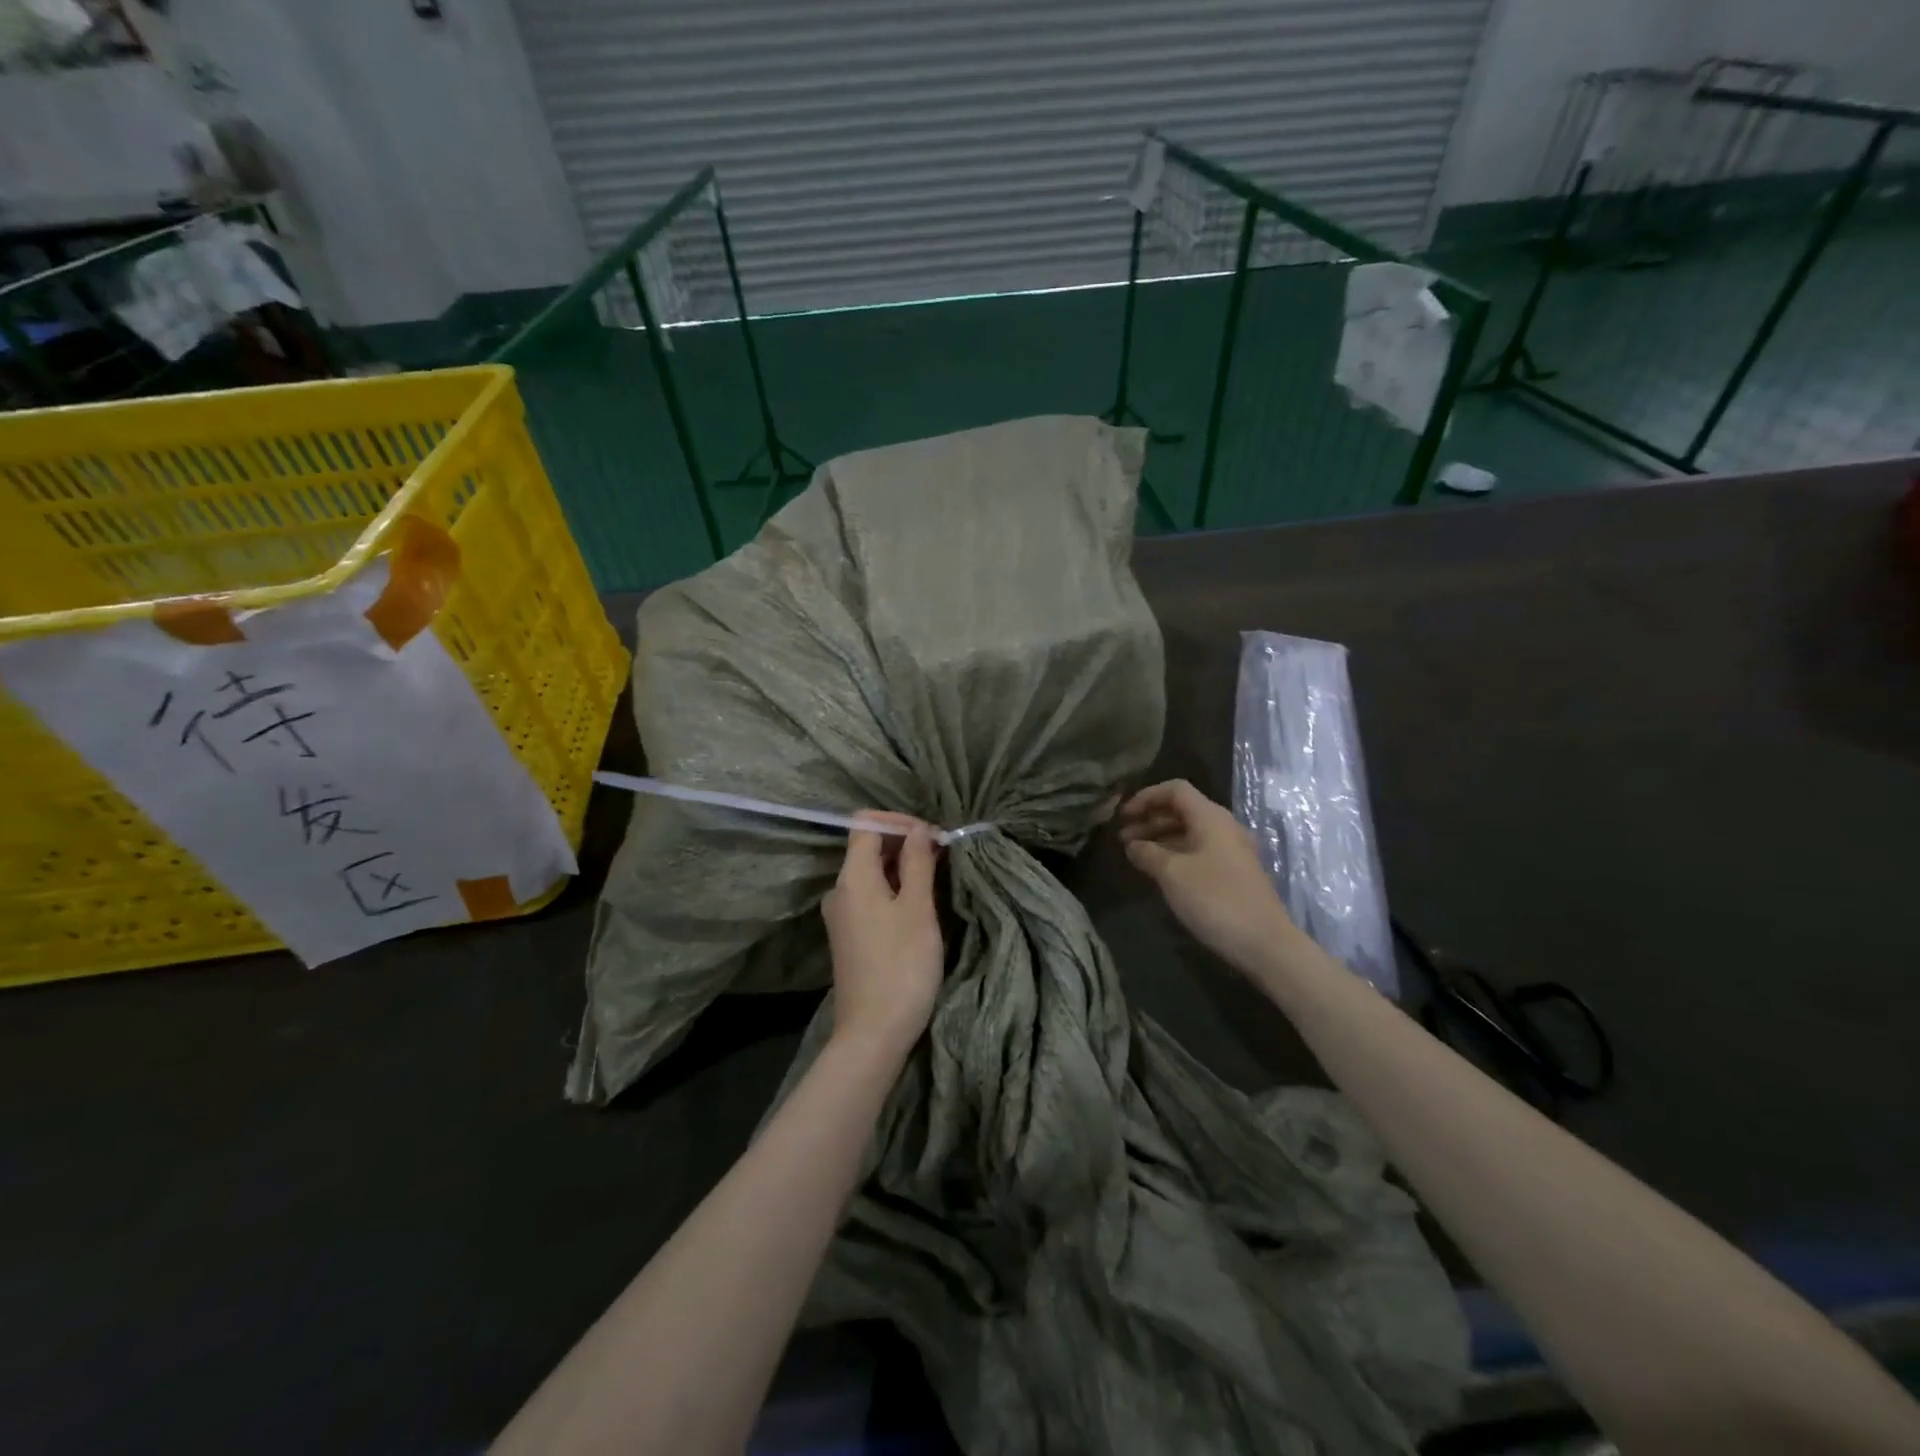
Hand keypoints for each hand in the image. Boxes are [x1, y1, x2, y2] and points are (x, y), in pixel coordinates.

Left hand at [822, 813, 943, 1058]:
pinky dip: (895, 888)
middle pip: (867, 846)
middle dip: (905, 841)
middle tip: (943, 853)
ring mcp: (843, 915)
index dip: (900, 821)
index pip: (865, 824)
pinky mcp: (850, 935)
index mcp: (852, 877)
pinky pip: (871, 896)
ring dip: (902, 866)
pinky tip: (920, 901)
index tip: (933, 836)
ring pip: (871, 873)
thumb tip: (918, 830)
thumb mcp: (918, 909)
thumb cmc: (901, 966)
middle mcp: (840, 890)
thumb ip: (918, 863)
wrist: (873, 1033)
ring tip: (937, 874)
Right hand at [1119, 780, 1296, 971]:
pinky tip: (1159, 871)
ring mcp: (1232, 851)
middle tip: (1123, 838)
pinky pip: (1199, 851)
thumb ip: (1147, 853)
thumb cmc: (1215, 899)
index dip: (1146, 797)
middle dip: (1150, 819)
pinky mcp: (1234, 873)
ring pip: (1190, 832)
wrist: (1264, 943)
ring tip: (1135, 855)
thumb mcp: (1172, 874)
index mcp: (1211, 817)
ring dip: (1161, 838)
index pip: (1175, 790)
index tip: (1123, 816)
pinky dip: (1175, 853)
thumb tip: (1132, 845)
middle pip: (1182, 810)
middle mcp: (1223, 827)